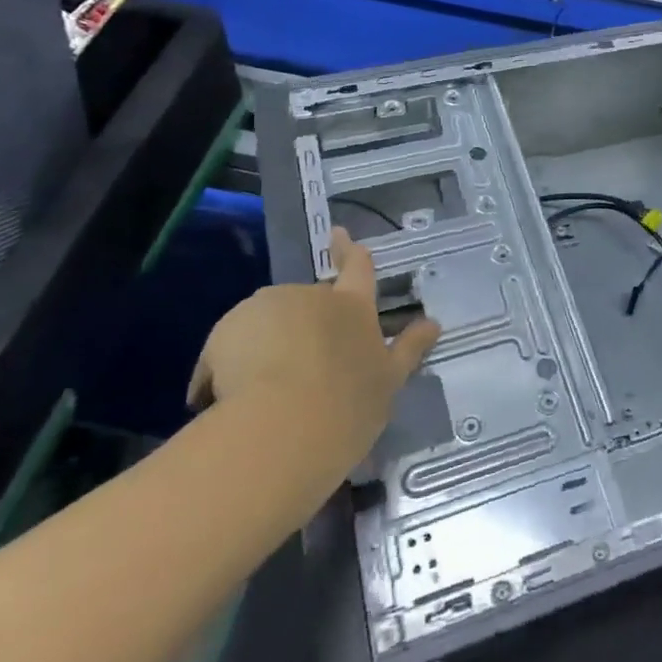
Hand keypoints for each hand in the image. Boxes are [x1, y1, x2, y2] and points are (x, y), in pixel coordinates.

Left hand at [187, 228, 440, 471]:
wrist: (282, 428)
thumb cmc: (348, 406)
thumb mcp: (389, 381)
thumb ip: (409, 349)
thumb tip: (434, 324)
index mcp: (354, 306)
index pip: (357, 269)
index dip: (349, 250)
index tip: (338, 232)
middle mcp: (312, 297)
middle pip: (307, 301)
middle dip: (300, 325)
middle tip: (296, 369)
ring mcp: (268, 308)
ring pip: (266, 322)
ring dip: (264, 344)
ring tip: (260, 393)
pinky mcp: (227, 329)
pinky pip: (228, 346)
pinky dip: (227, 365)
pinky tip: (229, 400)